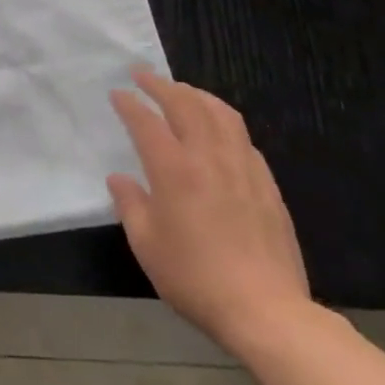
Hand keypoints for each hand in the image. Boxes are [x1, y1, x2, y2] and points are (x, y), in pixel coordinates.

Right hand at [106, 69, 312, 356]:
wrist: (265, 310)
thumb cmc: (195, 278)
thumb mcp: (146, 245)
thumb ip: (130, 205)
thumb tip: (120, 178)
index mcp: (174, 170)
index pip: (147, 122)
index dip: (130, 104)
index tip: (118, 93)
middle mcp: (208, 158)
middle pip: (186, 105)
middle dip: (161, 85)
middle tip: (143, 74)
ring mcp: (242, 168)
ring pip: (221, 114)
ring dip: (197, 95)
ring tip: (182, 90)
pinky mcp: (266, 184)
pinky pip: (243, 138)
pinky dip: (224, 121)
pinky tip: (218, 129)